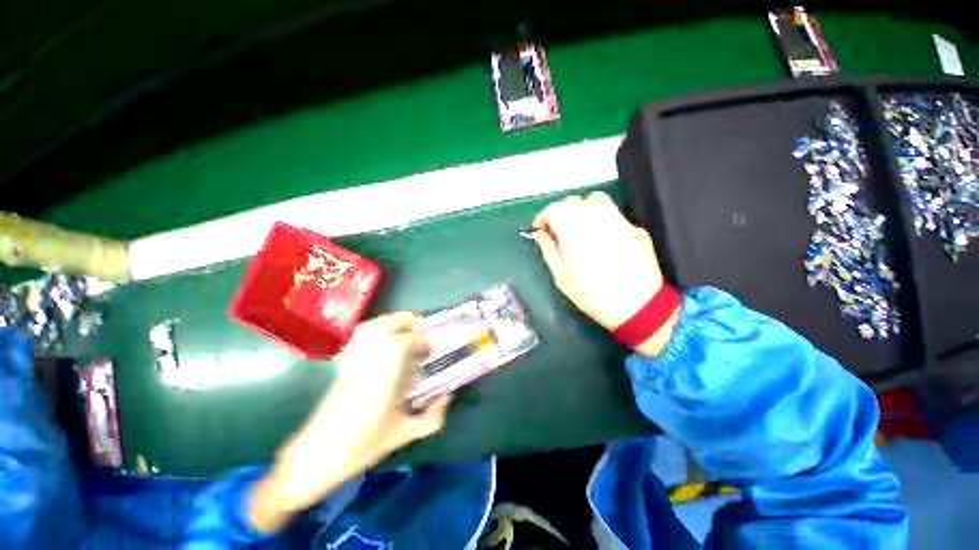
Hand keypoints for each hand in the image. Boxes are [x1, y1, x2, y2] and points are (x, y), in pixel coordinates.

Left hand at [248, 313, 450, 531]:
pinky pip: (360, 334)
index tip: (433, 349)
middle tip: (424, 334)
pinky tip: (385, 337)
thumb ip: (432, 417)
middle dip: (410, 322)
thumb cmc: (362, 445)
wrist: (317, 455)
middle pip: (388, 324)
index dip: (423, 341)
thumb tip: (448, 395)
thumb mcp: (403, 434)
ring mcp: (354, 358)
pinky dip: (377, 327)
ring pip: (374, 325)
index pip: (405, 342)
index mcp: (384, 376)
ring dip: (394, 322)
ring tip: (408, 330)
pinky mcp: (345, 361)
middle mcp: (368, 360)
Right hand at [531, 191, 678, 356]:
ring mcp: (619, 224)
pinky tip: (602, 237)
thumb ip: (550, 252)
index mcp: (576, 238)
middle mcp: (597, 224)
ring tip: (580, 226)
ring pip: (596, 199)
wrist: (640, 309)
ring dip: (582, 208)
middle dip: (560, 211)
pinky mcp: (635, 228)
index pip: (555, 210)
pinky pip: (614, 214)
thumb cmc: (595, 299)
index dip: (543, 215)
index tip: (540, 227)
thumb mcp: (563, 280)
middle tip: (557, 228)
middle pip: (574, 201)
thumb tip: (540, 234)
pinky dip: (601, 218)